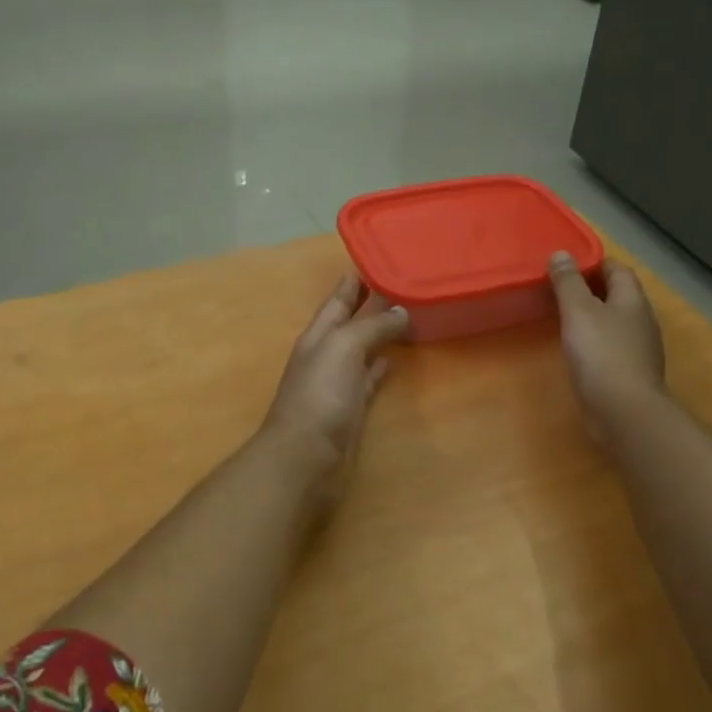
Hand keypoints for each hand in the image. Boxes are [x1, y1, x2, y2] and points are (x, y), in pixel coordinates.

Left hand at [259, 274, 410, 497]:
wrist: (305, 455)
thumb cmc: (320, 395)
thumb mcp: (343, 347)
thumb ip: (371, 326)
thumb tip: (401, 311)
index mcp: (319, 333)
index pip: (338, 297)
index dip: (355, 279)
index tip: (378, 256)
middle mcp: (326, 352)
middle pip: (350, 320)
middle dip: (370, 301)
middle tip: (401, 281)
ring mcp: (338, 380)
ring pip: (361, 347)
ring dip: (378, 331)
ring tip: (406, 313)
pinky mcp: (351, 406)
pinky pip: (368, 377)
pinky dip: (379, 365)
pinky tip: (393, 359)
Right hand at [548, 252, 666, 447]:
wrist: (624, 412)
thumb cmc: (601, 354)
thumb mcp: (578, 311)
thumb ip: (568, 282)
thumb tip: (561, 254)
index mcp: (632, 301)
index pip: (618, 270)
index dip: (595, 263)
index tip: (568, 264)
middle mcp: (641, 321)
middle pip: (618, 296)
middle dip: (593, 289)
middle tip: (560, 288)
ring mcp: (639, 349)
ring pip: (615, 322)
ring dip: (594, 316)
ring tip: (564, 317)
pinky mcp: (630, 373)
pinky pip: (612, 346)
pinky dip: (595, 341)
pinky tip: (577, 349)